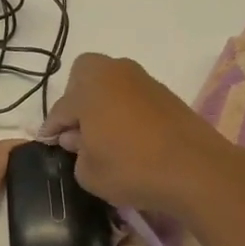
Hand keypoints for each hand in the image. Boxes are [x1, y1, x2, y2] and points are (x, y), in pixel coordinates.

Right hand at [39, 53, 228, 212]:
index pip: (61, 108)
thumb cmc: (132, 169)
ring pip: (111, 85)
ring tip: (104, 137)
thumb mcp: (89, 173)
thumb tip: (78, 138)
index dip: (51, 129)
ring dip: (103, 104)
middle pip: (85, 76)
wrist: (197, 170)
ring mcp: (144, 81)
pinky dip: (125, 111)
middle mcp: (115, 73)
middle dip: (76, 99)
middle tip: (77, 130)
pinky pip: (133, 97)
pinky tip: (129, 138)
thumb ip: (76, 153)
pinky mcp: (166, 94)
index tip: (47, 143)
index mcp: (89, 87)